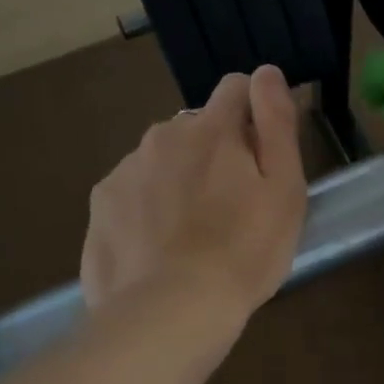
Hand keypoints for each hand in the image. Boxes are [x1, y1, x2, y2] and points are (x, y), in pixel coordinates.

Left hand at [81, 67, 306, 323]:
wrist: (170, 312)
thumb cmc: (245, 250)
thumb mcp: (284, 189)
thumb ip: (276, 124)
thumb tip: (266, 71)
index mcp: (211, 130)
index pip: (235, 88)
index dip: (254, 113)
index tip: (262, 156)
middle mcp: (162, 136)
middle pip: (196, 128)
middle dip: (215, 152)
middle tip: (232, 207)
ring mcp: (124, 171)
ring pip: (161, 161)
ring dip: (179, 180)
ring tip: (194, 234)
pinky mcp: (99, 208)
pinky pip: (132, 194)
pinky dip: (147, 209)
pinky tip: (160, 249)